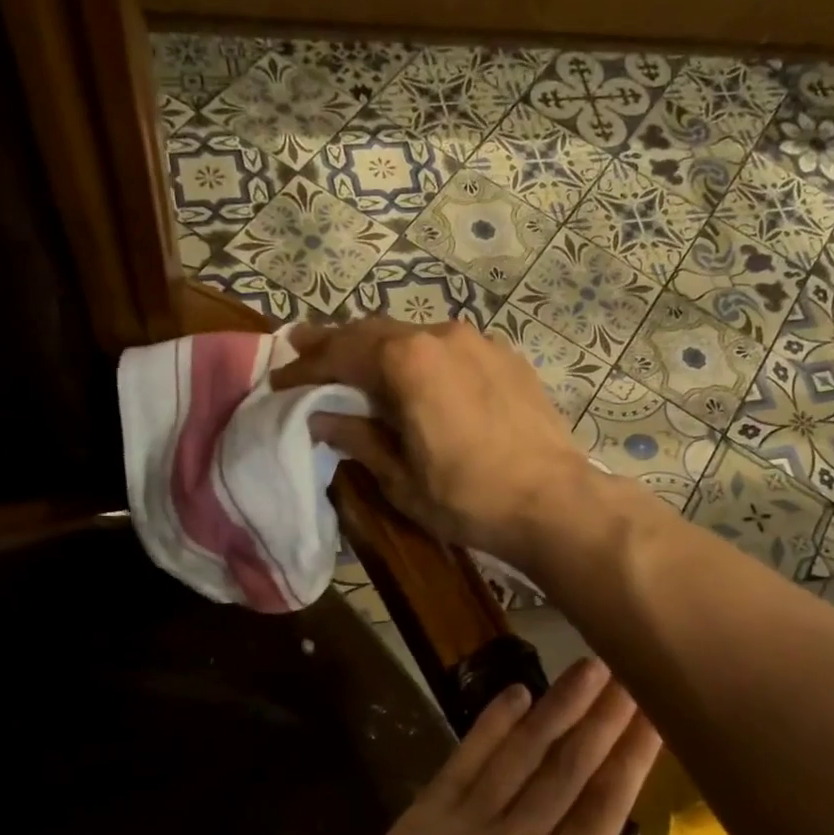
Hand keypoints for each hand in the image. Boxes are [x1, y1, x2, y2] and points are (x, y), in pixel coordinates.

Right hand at [272, 318, 590, 568]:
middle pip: (374, 332)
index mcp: (407, 361)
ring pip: (413, 335)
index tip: (278, 381)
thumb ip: (358, 438)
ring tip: (356, 362)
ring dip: (380, 348)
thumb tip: (321, 418)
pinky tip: (417, 375)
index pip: (340, 354)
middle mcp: (441, 335)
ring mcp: (479, 341)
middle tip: (303, 350)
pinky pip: (449, 348)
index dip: (305, 368)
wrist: (555, 501)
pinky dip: (421, 357)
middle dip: (335, 344)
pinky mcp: (506, 357)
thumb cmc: (469, 498)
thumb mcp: (401, 478)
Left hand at [307, 658, 666, 834]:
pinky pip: (464, 762)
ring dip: (557, 708)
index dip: (632, 755)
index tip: (652, 714)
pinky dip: (491, 725)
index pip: (607, 804)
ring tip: (586, 669)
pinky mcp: (422, 820)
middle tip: (629, 673)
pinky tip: (516, 696)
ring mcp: (466, 825)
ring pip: (522, 753)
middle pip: (570, 766)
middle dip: (603, 717)